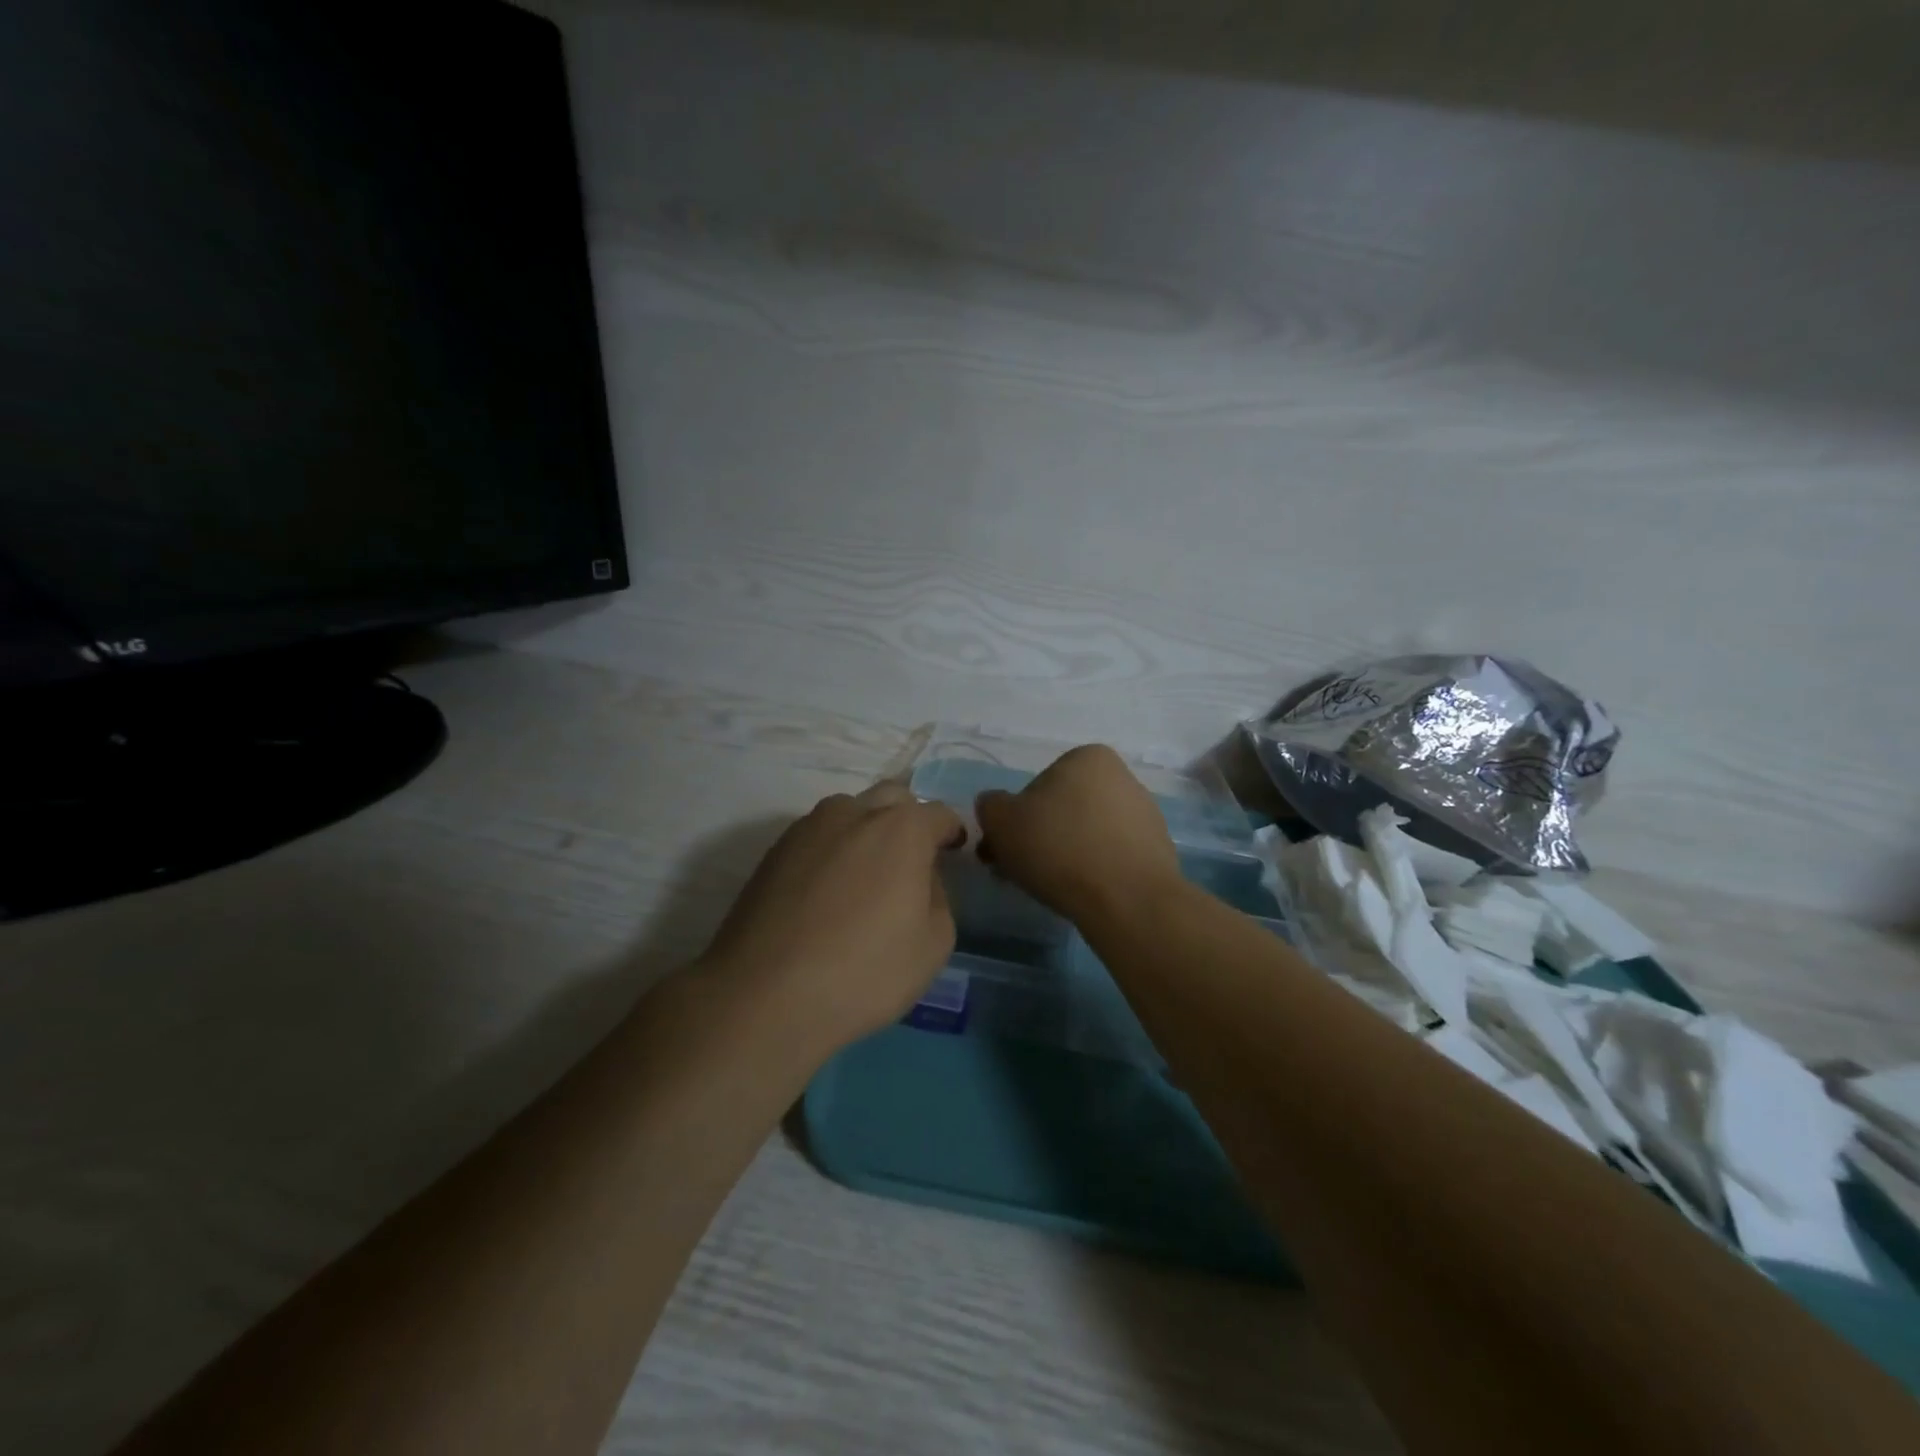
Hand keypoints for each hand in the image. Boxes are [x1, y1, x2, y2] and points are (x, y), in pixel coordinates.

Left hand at [702, 783, 964, 1050]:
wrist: (763, 995)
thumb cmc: (863, 972)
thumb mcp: (934, 944)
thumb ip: (939, 896)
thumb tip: (921, 877)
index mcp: (901, 828)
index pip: (938, 813)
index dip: (951, 832)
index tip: (953, 852)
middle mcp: (854, 812)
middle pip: (892, 798)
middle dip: (909, 819)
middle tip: (911, 860)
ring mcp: (808, 827)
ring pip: (850, 812)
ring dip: (866, 831)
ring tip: (865, 875)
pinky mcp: (774, 850)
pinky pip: (817, 836)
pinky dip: (833, 851)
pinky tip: (828, 891)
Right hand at [974, 745, 1181, 922]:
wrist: (1128, 900)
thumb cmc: (1059, 848)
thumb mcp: (1001, 821)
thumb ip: (990, 806)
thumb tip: (996, 807)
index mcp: (1088, 757)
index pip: (1037, 787)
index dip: (1015, 820)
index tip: (1004, 850)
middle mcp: (1122, 777)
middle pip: (1063, 810)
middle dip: (1040, 838)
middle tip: (1021, 872)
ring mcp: (1145, 815)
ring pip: (1087, 834)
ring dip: (1066, 855)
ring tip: (1050, 889)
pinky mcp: (1157, 851)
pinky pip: (1111, 857)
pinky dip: (1094, 871)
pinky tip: (1082, 894)